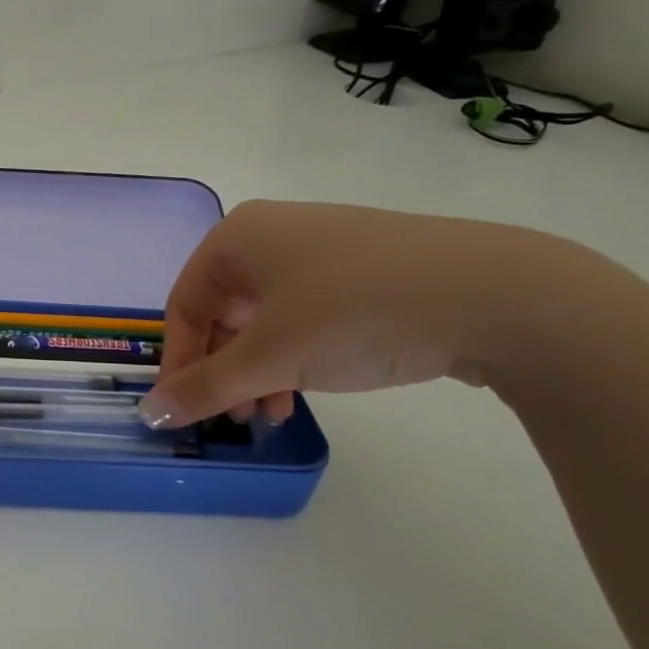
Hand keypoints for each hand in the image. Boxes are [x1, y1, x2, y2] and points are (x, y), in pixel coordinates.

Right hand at [137, 200, 570, 428]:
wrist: (499, 295)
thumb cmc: (355, 313)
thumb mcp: (271, 358)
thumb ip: (204, 387)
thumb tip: (148, 415)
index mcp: (238, 237)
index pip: (184, 305)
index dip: (178, 362)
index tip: (184, 411)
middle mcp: (273, 233)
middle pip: (223, 311)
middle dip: (222, 369)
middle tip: (231, 416)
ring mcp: (323, 247)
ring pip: (265, 317)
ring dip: (257, 369)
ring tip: (271, 412)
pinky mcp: (366, 269)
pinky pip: (306, 314)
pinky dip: (294, 354)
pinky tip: (308, 388)